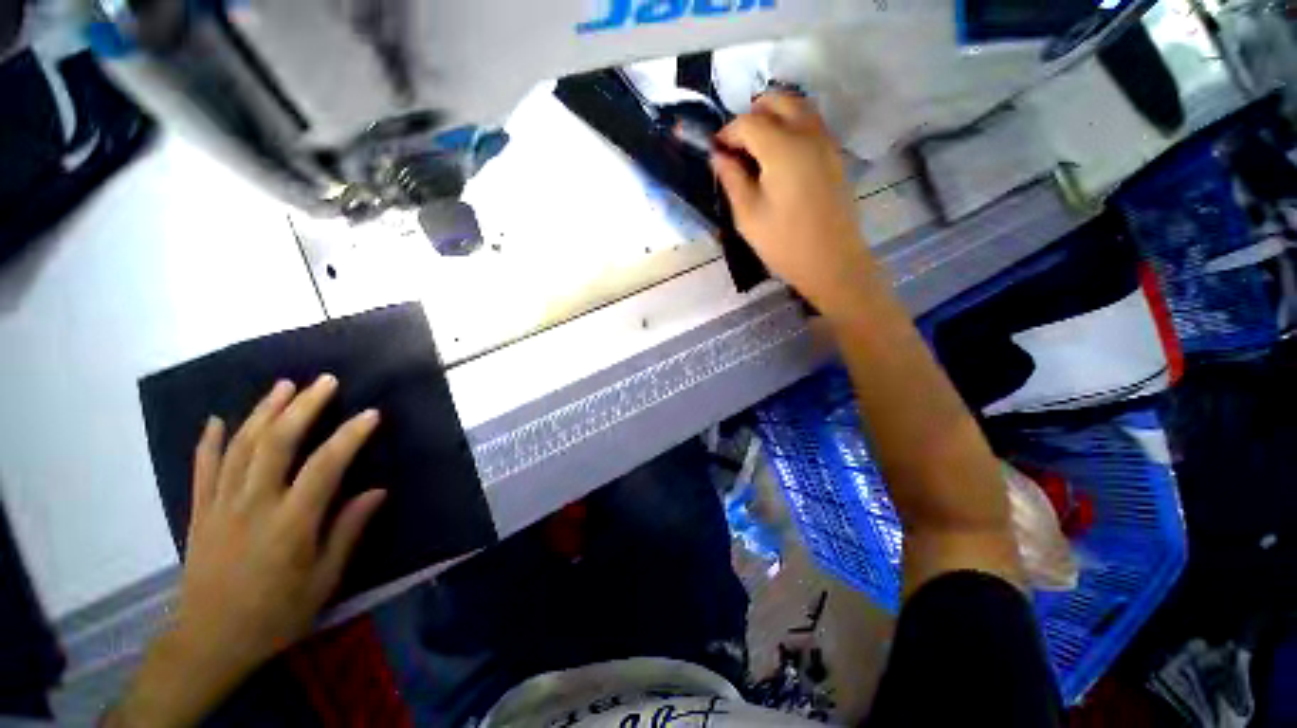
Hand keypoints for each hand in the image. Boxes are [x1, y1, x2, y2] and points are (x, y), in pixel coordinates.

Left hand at [110, 376, 385, 726]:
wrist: (209, 642)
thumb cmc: (276, 614)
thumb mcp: (324, 581)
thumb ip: (348, 531)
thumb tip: (377, 491)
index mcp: (290, 523)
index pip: (325, 466)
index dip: (350, 436)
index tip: (370, 414)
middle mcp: (253, 504)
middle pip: (276, 443)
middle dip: (302, 407)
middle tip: (324, 381)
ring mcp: (220, 505)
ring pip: (239, 447)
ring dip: (262, 411)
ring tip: (283, 386)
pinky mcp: (199, 512)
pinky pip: (202, 469)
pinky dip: (209, 441)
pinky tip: (216, 419)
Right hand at [711, 93, 877, 317]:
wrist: (832, 262)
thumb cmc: (784, 243)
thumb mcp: (748, 216)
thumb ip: (732, 179)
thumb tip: (719, 156)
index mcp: (782, 148)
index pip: (749, 122)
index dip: (727, 133)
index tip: (716, 152)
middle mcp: (808, 134)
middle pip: (778, 100)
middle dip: (752, 115)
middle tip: (737, 146)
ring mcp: (826, 142)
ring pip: (798, 107)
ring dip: (773, 117)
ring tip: (756, 150)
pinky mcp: (835, 155)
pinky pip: (811, 124)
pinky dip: (791, 126)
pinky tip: (779, 158)